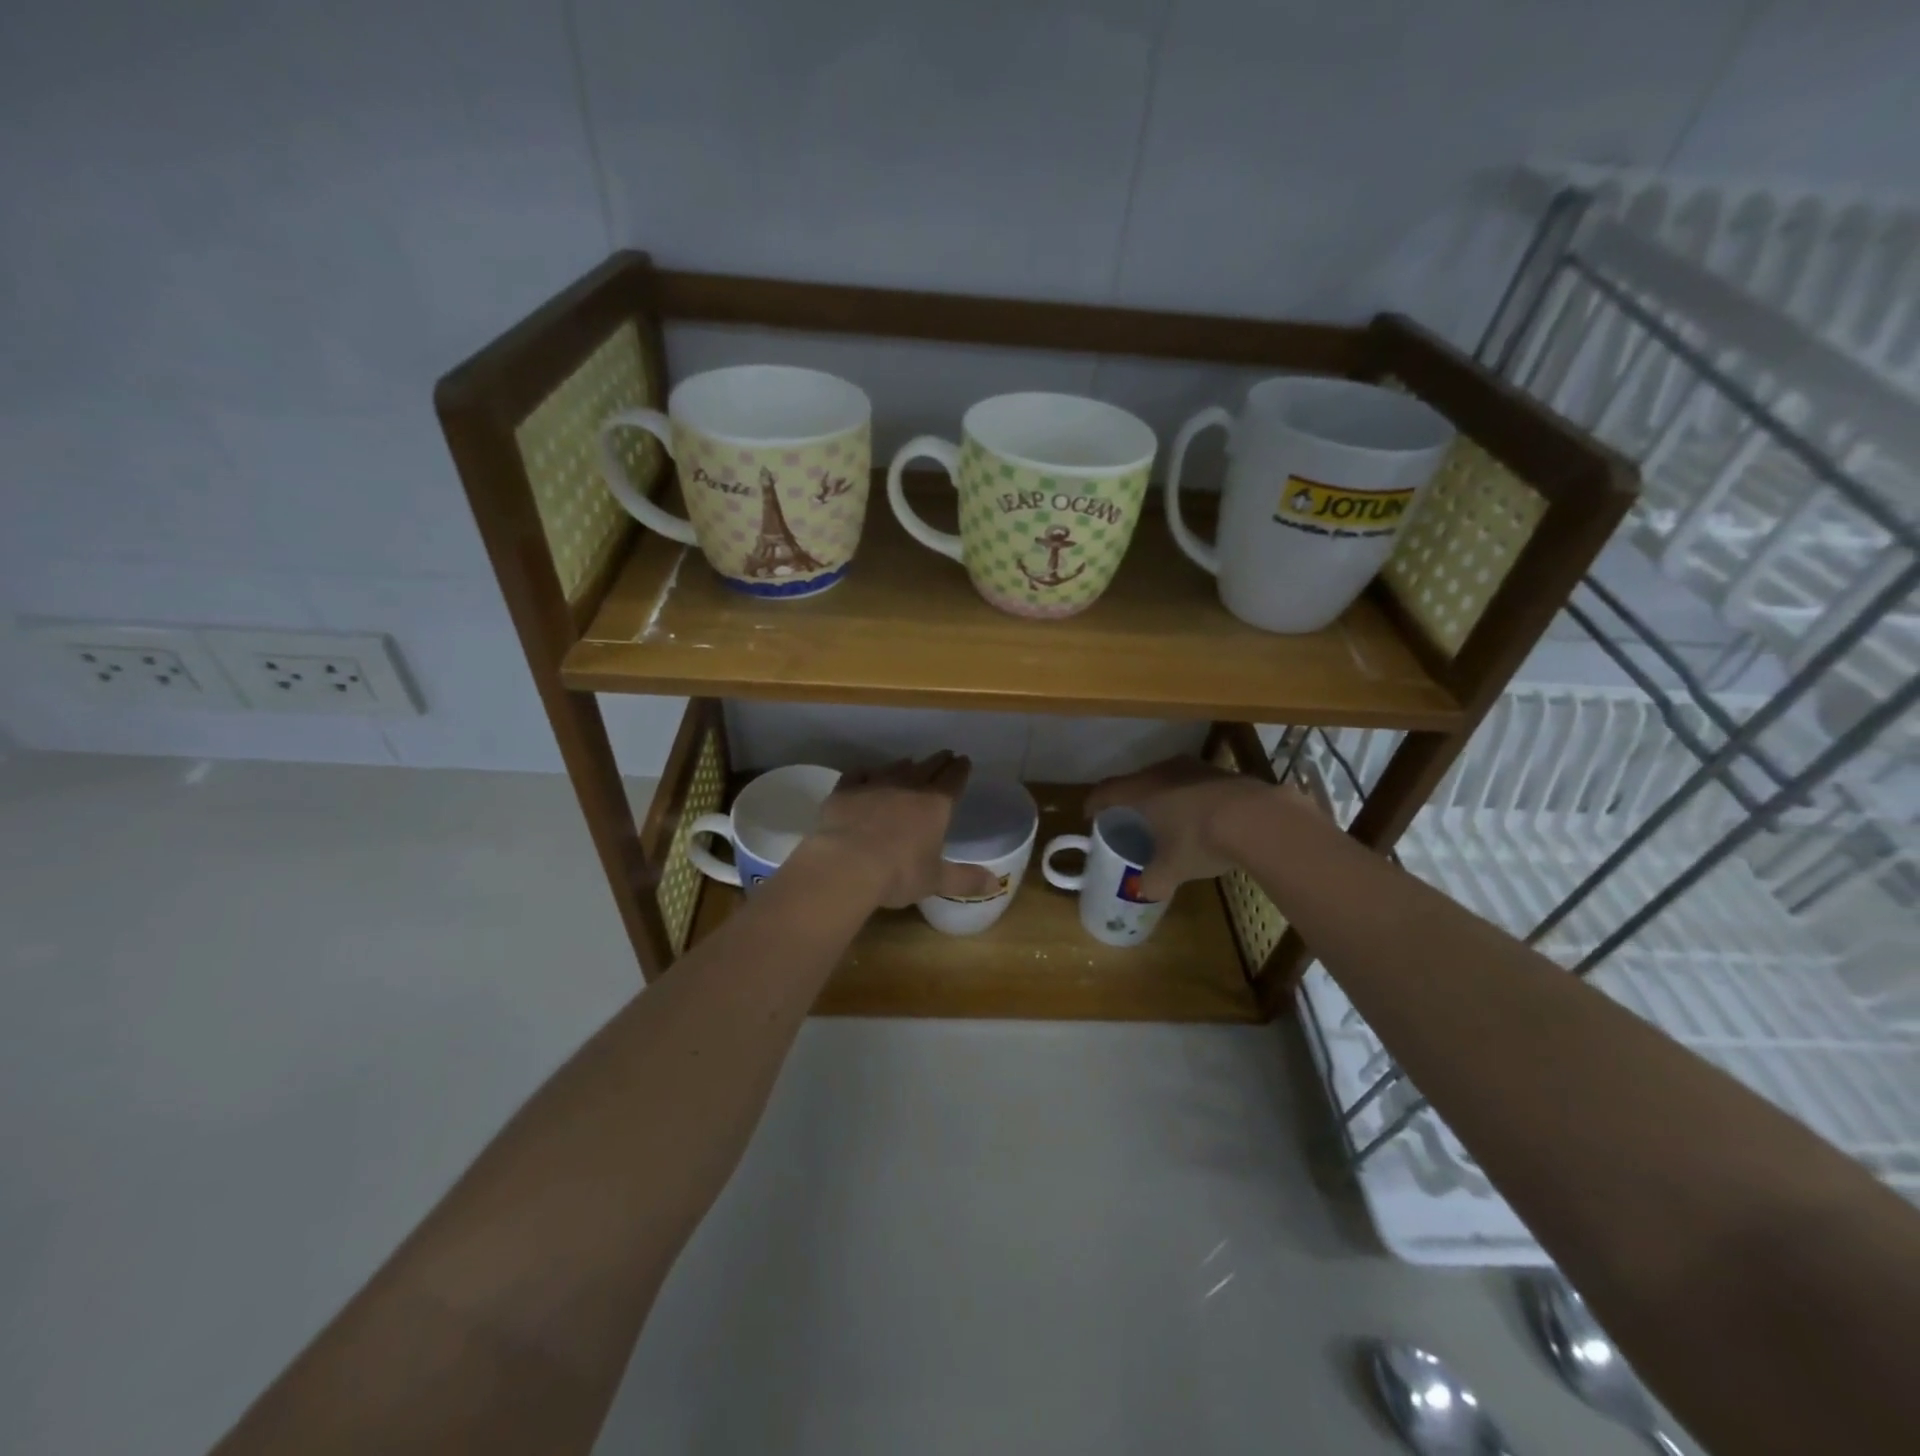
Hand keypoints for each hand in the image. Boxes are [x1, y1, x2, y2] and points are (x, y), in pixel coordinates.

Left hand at [808, 751, 999, 909]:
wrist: (847, 864)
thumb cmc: (899, 873)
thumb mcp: (936, 880)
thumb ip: (965, 879)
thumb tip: (995, 884)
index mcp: (935, 805)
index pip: (954, 780)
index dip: (961, 770)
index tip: (964, 760)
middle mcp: (908, 787)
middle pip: (927, 767)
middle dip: (939, 761)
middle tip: (945, 755)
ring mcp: (875, 785)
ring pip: (894, 767)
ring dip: (905, 764)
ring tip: (910, 762)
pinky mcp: (846, 790)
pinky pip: (858, 774)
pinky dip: (865, 773)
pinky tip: (866, 774)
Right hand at [1086, 755, 1305, 900]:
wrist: (1257, 818)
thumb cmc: (1199, 839)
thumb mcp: (1172, 869)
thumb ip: (1152, 880)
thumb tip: (1144, 891)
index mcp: (1141, 790)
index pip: (1106, 791)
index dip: (1094, 803)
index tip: (1090, 815)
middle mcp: (1163, 771)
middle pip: (1137, 781)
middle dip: (1130, 799)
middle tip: (1129, 818)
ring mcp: (1195, 768)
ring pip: (1168, 780)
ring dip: (1163, 797)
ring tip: (1165, 818)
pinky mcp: (1222, 772)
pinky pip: (1194, 784)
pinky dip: (1190, 798)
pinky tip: (1201, 818)